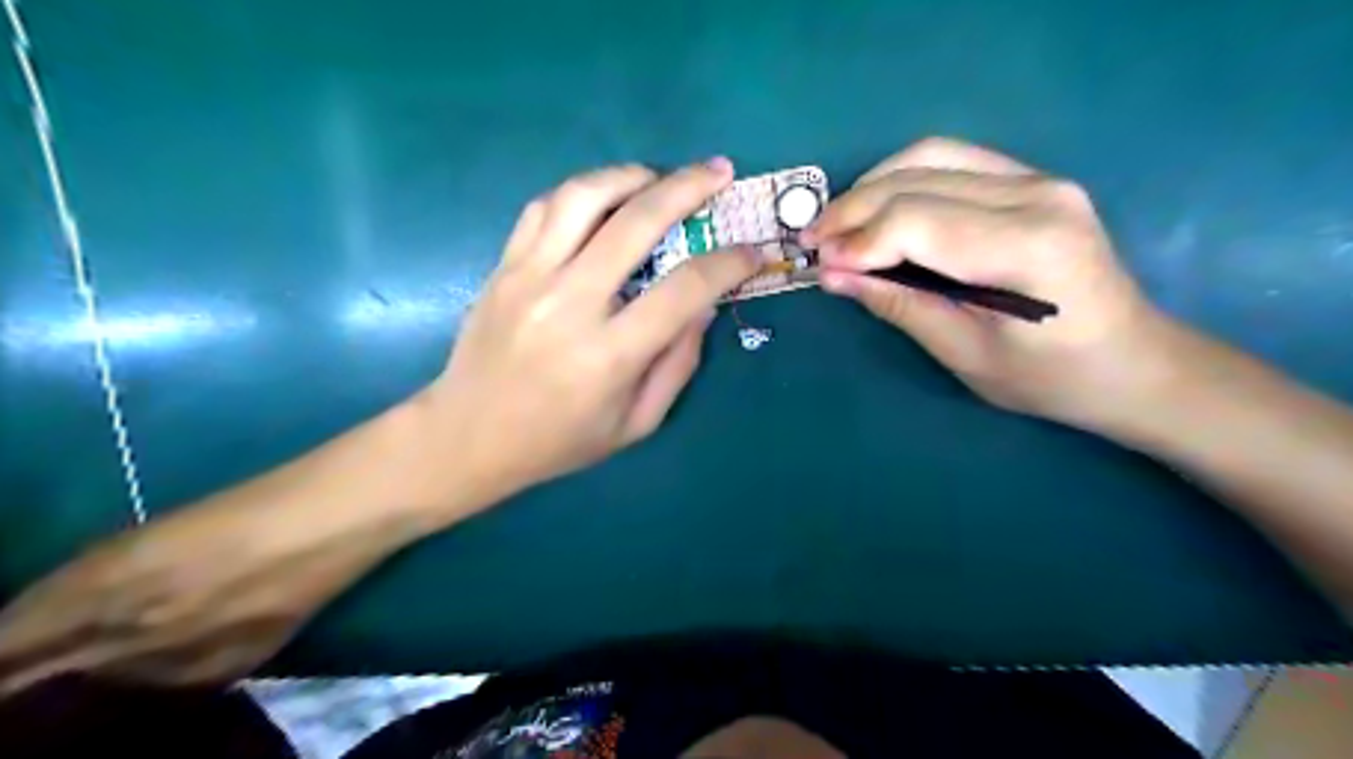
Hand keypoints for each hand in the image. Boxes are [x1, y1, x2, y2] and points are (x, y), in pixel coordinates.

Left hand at [422, 158, 759, 504]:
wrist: (467, 437)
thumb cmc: (559, 440)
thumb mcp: (635, 424)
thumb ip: (678, 364)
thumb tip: (705, 306)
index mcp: (609, 355)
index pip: (684, 290)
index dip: (728, 264)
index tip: (751, 251)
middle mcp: (569, 304)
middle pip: (637, 222)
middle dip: (688, 188)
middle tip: (719, 172)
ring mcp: (529, 278)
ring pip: (584, 197)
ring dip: (631, 175)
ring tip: (659, 177)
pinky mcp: (503, 267)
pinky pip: (544, 207)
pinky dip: (582, 192)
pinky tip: (604, 198)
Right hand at [808, 137, 1179, 432]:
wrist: (1132, 362)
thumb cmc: (1051, 378)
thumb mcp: (966, 354)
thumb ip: (900, 306)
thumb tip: (834, 275)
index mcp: (1028, 247)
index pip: (918, 221)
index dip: (859, 240)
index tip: (820, 266)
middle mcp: (1038, 194)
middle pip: (918, 179)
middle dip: (854, 209)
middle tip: (813, 243)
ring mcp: (1039, 178)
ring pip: (930, 155)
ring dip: (872, 186)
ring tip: (838, 224)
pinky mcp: (1033, 180)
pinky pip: (951, 161)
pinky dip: (902, 179)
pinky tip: (878, 209)